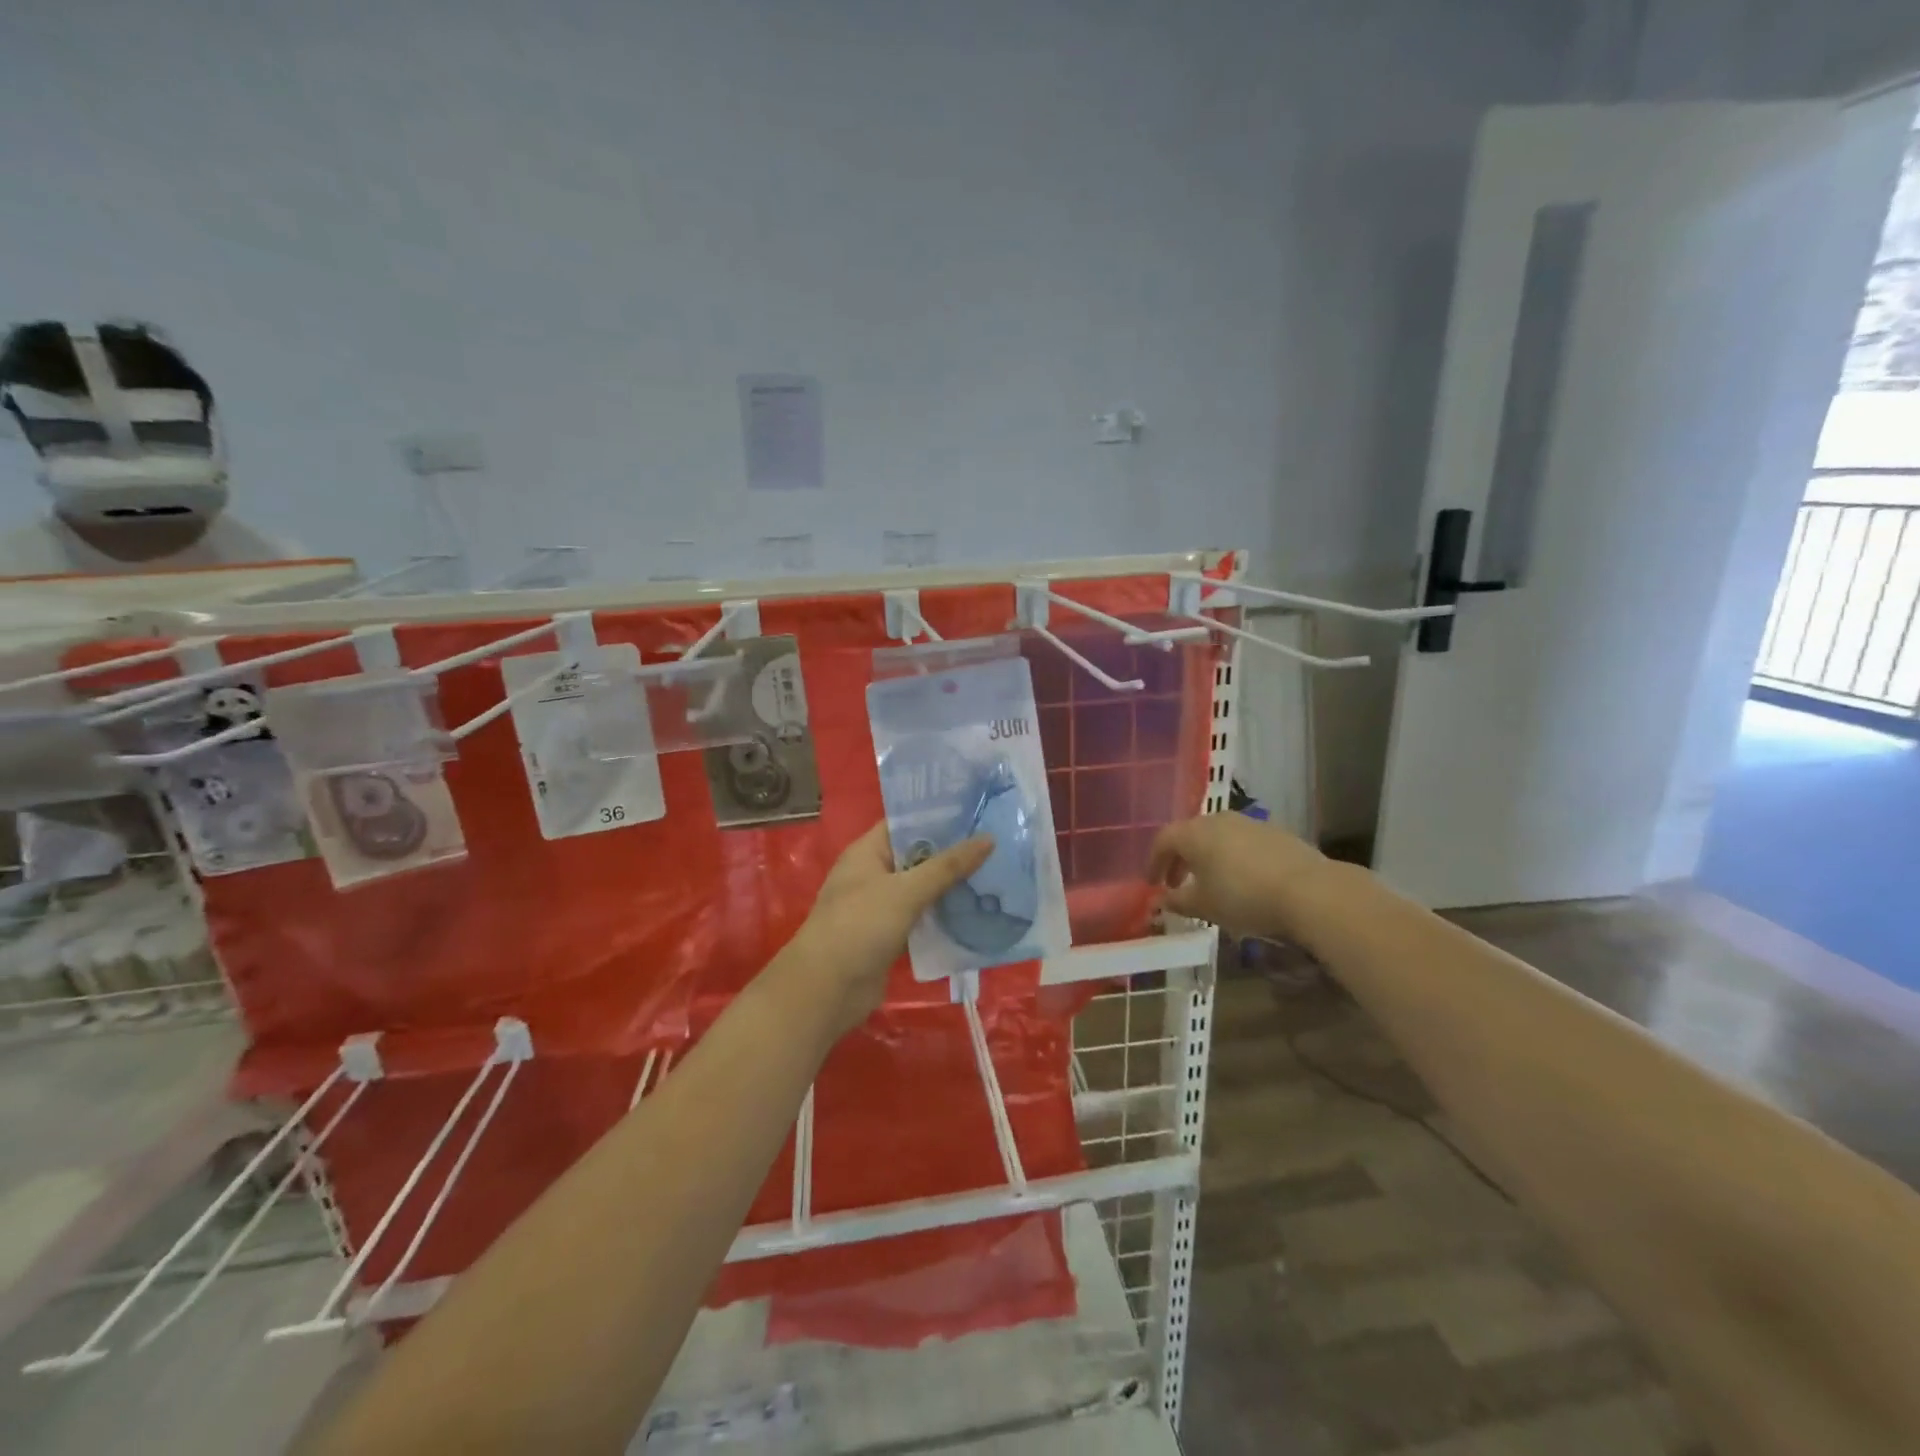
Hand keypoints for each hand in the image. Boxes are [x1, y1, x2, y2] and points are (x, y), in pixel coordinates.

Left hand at [783, 822, 993, 1035]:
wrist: (827, 990)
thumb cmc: (860, 926)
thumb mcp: (905, 891)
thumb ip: (946, 866)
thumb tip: (988, 839)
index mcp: (867, 852)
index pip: (905, 822)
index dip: (938, 815)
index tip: (977, 810)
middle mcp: (873, 874)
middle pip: (917, 855)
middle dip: (952, 852)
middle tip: (997, 842)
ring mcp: (881, 906)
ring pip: (922, 888)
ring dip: (952, 884)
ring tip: (996, 872)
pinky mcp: (890, 935)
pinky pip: (922, 916)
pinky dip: (944, 914)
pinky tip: (977, 910)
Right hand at [1148, 813, 1333, 938]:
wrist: (1309, 891)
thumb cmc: (1243, 897)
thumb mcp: (1204, 906)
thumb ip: (1177, 902)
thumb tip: (1160, 900)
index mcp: (1193, 833)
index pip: (1163, 841)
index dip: (1154, 862)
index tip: (1152, 883)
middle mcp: (1218, 820)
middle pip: (1189, 834)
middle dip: (1180, 859)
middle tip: (1178, 883)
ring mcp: (1249, 822)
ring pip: (1217, 836)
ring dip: (1207, 857)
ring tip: (1211, 883)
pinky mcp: (1275, 832)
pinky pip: (1242, 842)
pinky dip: (1232, 857)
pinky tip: (1242, 879)